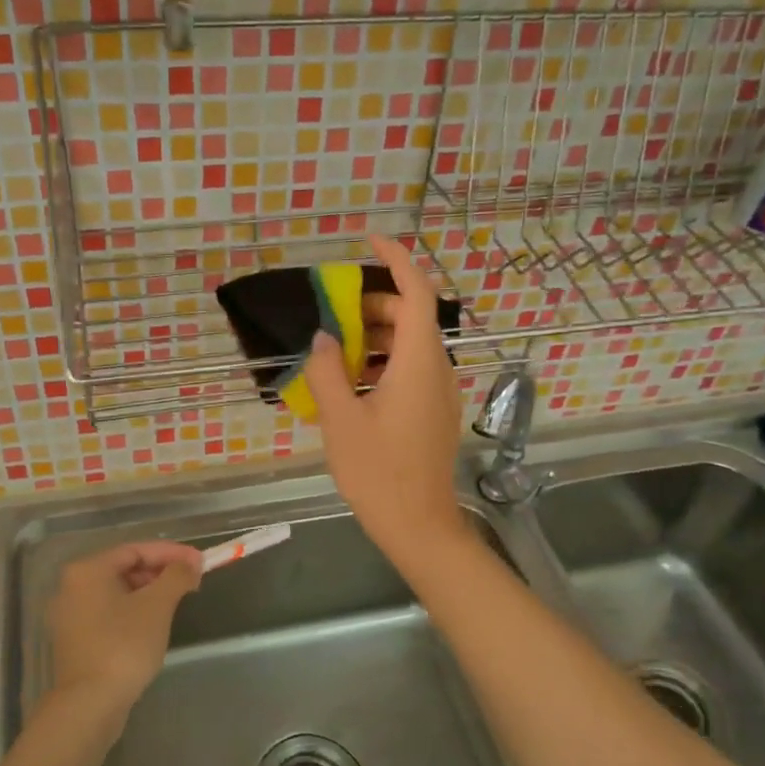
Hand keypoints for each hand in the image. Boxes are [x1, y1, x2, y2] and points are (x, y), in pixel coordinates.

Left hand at [46, 542, 201, 713]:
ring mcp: (70, 615)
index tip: (200, 561)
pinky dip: (133, 610)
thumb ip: (176, 576)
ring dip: (149, 591)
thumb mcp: (157, 606)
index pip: (136, 549)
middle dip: (161, 571)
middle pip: (124, 568)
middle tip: (191, 581)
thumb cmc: (124, 645)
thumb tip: (191, 563)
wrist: (89, 704)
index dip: (171, 552)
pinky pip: (109, 612)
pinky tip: (154, 623)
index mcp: (88, 570)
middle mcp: (72, 586)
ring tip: (178, 601)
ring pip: (117, 591)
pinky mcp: (75, 639)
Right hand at [305, 236, 469, 565]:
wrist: (418, 525)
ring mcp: (440, 393)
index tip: (369, 240)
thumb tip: (324, 339)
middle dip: (374, 307)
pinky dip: (384, 363)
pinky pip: (412, 371)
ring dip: (376, 338)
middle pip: (412, 317)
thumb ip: (328, 371)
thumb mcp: (340, 419)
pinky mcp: (435, 412)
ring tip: (337, 354)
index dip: (397, 259)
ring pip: (411, 346)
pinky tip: (353, 387)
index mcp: (420, 362)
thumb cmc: (378, 471)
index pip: (417, 292)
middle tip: (334, 317)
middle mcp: (438, 369)